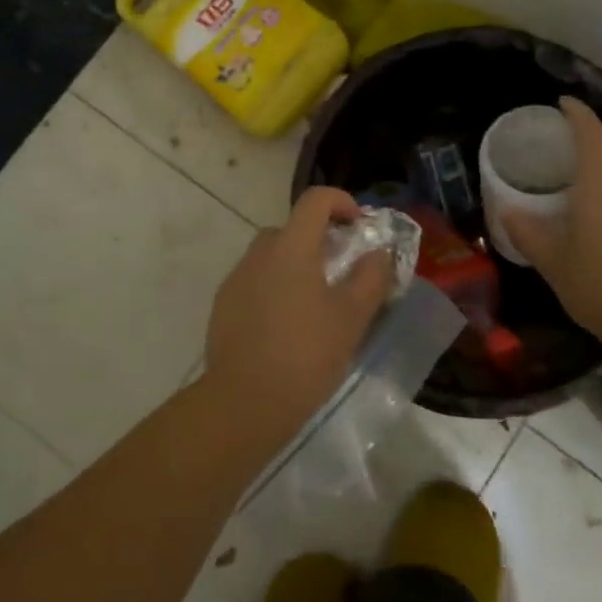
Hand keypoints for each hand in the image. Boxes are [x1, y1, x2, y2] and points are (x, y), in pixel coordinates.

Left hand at [202, 187, 394, 431]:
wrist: (244, 401)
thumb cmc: (305, 354)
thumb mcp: (351, 318)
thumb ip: (370, 278)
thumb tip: (378, 253)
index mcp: (291, 247)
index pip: (315, 200)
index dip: (341, 202)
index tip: (358, 227)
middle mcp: (259, 253)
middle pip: (291, 229)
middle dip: (318, 240)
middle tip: (340, 273)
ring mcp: (236, 279)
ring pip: (271, 257)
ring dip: (294, 266)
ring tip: (315, 305)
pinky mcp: (223, 305)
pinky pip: (254, 282)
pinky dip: (274, 289)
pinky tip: (286, 326)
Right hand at [504, 98, 601, 344]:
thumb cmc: (598, 288)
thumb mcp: (553, 264)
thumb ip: (528, 235)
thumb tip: (509, 212)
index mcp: (598, 192)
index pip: (592, 138)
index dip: (579, 115)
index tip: (564, 103)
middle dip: (598, 133)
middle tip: (574, 137)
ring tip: (587, 179)